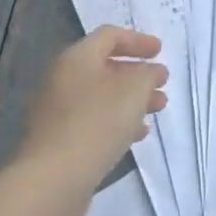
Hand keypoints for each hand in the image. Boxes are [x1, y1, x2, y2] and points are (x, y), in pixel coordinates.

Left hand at [15, 27, 167, 199]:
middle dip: (137, 74)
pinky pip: (93, 120)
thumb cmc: (97, 123)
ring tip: (158, 109)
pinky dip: (117, 120)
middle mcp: (62, 78)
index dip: (138, 40)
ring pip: (101, 96)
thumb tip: (152, 71)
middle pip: (105, 66)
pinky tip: (137, 135)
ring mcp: (58, 110)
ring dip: (131, 99)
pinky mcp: (59, 138)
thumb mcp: (134, 90)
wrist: (53, 179)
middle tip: (162, 84)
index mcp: (76, 58)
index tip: (160, 52)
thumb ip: (148, 73)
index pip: (109, 36)